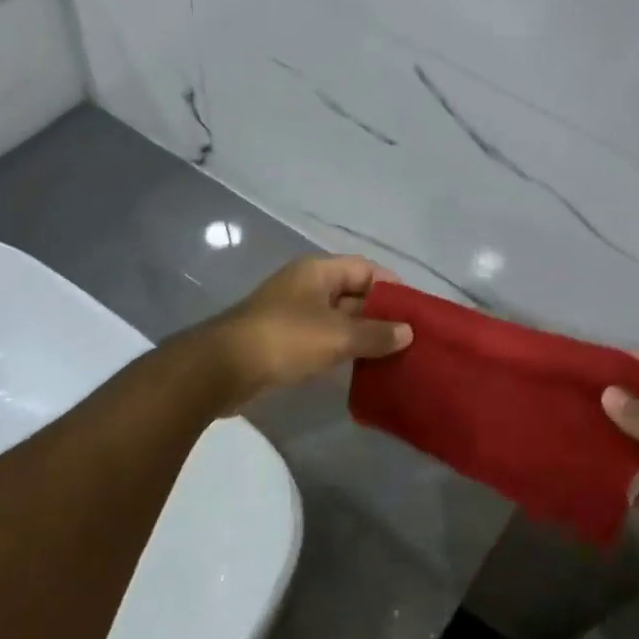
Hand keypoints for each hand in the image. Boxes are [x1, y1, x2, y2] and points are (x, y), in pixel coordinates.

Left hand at [208, 255, 410, 411]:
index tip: (415, 310)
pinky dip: (342, 350)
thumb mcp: (337, 336)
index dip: (391, 286)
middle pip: (353, 293)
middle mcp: (306, 286)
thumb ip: (375, 334)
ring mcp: (293, 313)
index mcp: (318, 271)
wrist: (223, 368)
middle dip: (380, 314)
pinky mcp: (284, 340)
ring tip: (394, 356)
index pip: (365, 268)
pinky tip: (362, 369)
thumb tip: (408, 332)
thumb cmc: (285, 339)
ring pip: (338, 319)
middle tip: (410, 338)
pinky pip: (322, 339)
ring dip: (362, 335)